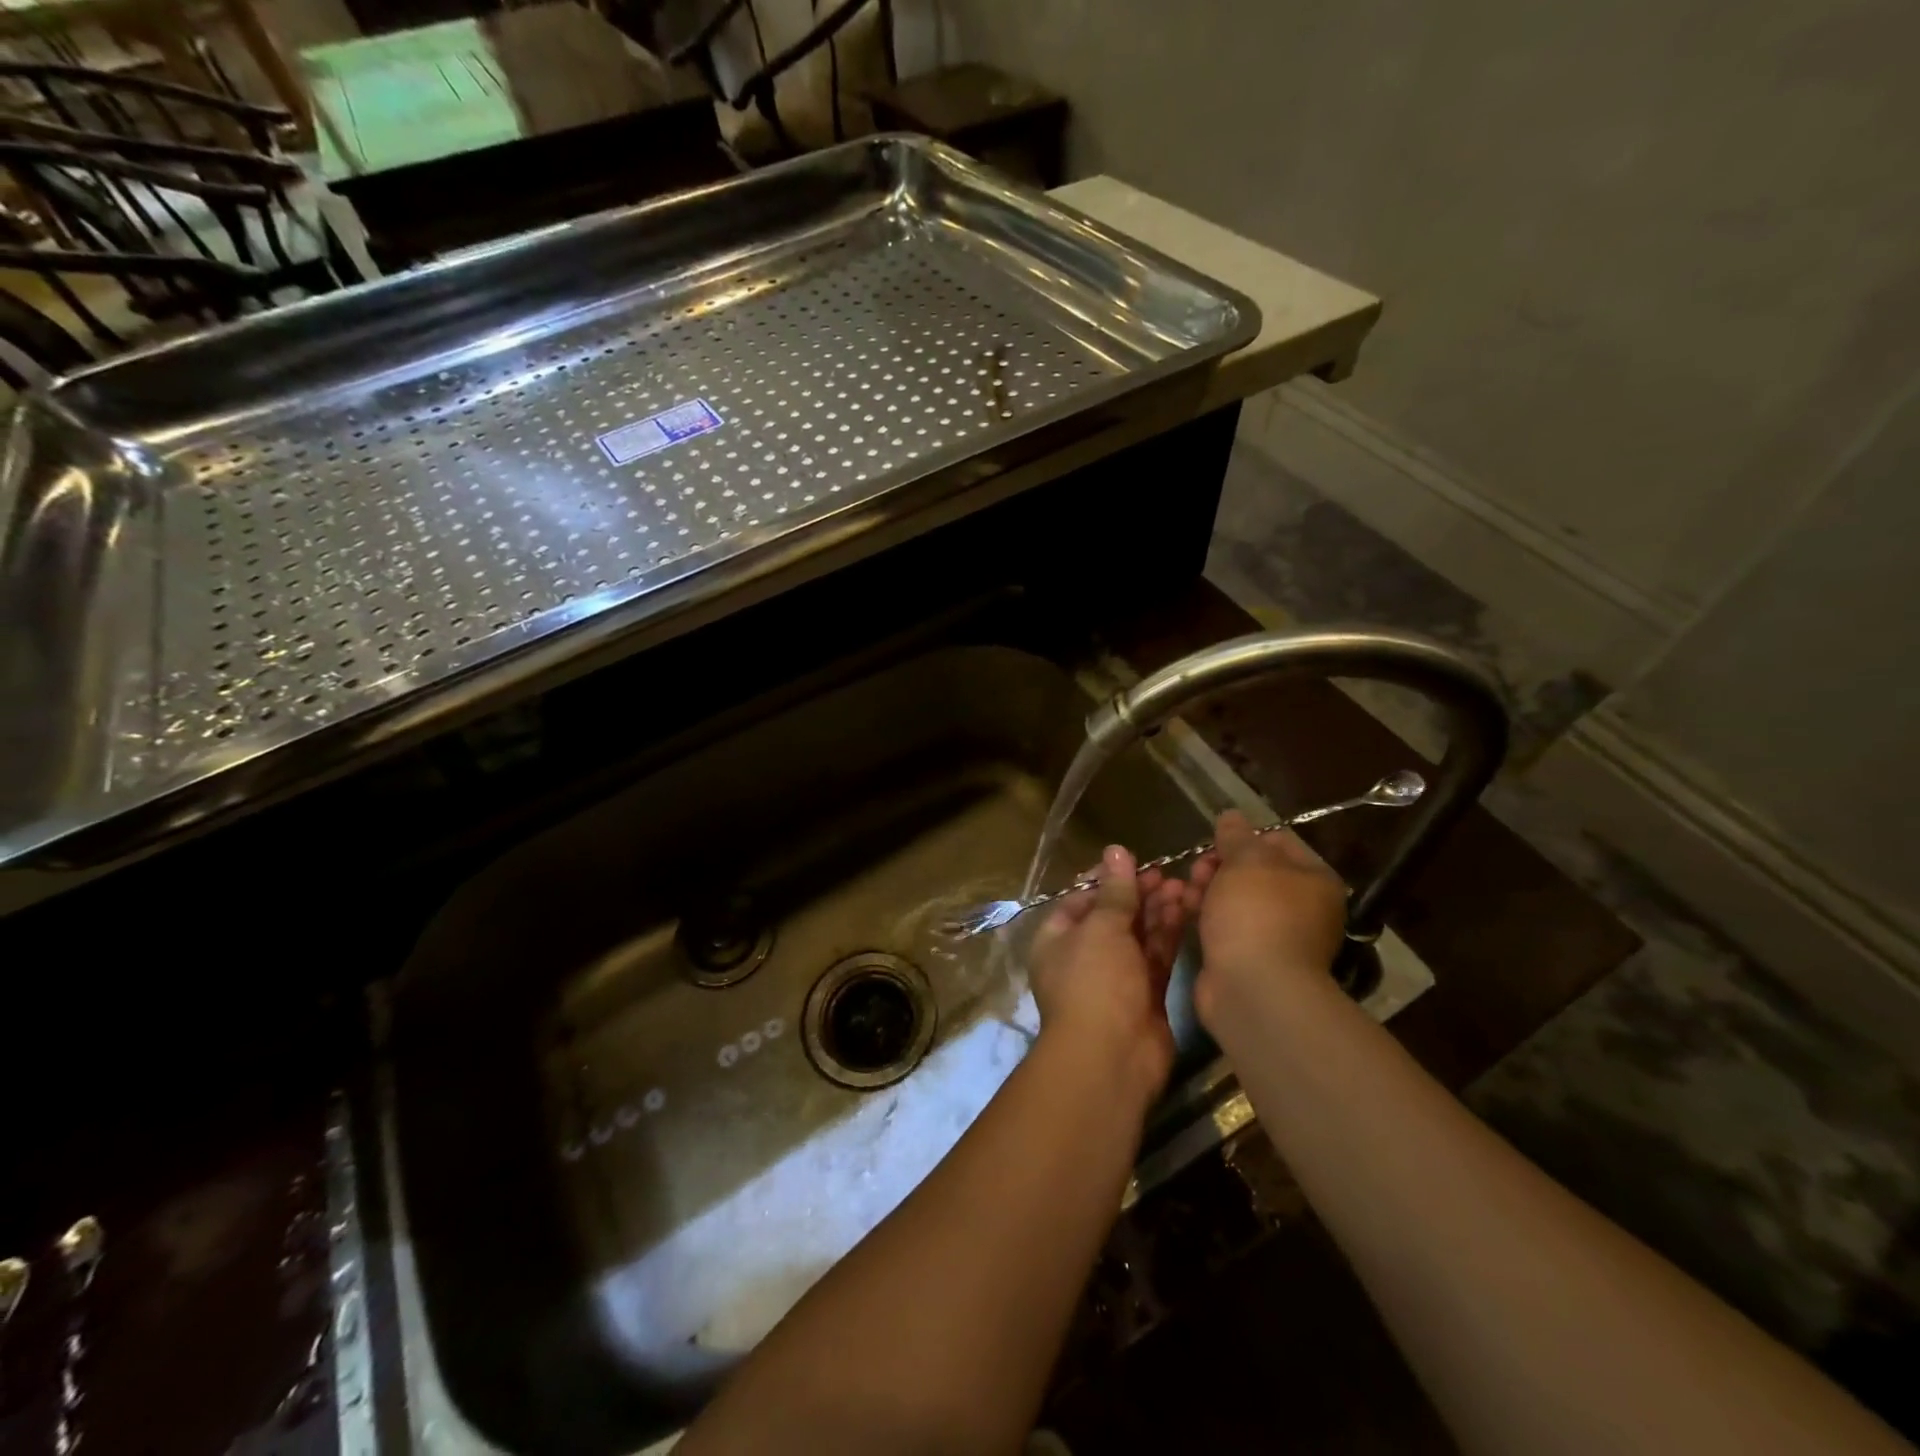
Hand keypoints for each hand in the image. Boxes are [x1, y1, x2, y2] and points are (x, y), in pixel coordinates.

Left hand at [1029, 845, 1195, 1097]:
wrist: (1111, 1058)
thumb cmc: (1095, 983)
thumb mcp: (1101, 928)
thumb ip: (1114, 890)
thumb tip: (1116, 849)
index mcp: (1058, 938)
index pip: (1081, 899)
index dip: (1107, 880)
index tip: (1135, 862)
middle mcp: (1084, 955)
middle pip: (1113, 916)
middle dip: (1138, 894)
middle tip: (1168, 874)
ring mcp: (1115, 977)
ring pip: (1138, 935)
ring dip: (1157, 911)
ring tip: (1184, 886)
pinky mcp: (1145, 995)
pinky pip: (1156, 956)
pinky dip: (1168, 935)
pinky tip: (1187, 911)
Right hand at [1188, 810, 1346, 1029]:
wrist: (1253, 988)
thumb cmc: (1256, 914)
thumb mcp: (1246, 860)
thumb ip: (1236, 835)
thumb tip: (1231, 815)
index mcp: (1314, 879)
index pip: (1277, 842)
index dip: (1243, 838)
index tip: (1215, 844)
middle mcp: (1302, 907)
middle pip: (1252, 872)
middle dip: (1219, 866)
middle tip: (1198, 871)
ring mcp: (1276, 936)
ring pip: (1234, 899)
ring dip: (1207, 890)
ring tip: (1186, 893)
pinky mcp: (1249, 958)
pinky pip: (1224, 926)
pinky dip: (1205, 917)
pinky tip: (1184, 913)